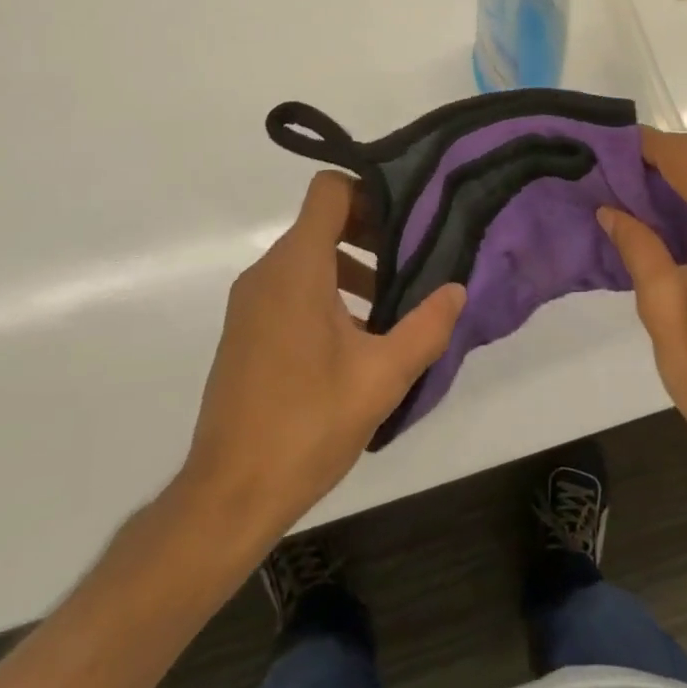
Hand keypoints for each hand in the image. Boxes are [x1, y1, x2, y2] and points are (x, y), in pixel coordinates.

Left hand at [176, 172, 465, 541]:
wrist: (229, 496)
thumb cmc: (308, 424)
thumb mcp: (382, 376)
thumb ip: (426, 327)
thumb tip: (458, 290)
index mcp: (297, 268)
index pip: (329, 191)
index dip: (370, 192)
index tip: (407, 218)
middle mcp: (267, 273)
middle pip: (322, 222)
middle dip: (371, 233)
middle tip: (413, 261)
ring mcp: (251, 303)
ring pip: (308, 257)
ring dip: (352, 267)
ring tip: (392, 305)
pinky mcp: (246, 330)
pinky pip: (291, 287)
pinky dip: (327, 292)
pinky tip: (358, 338)